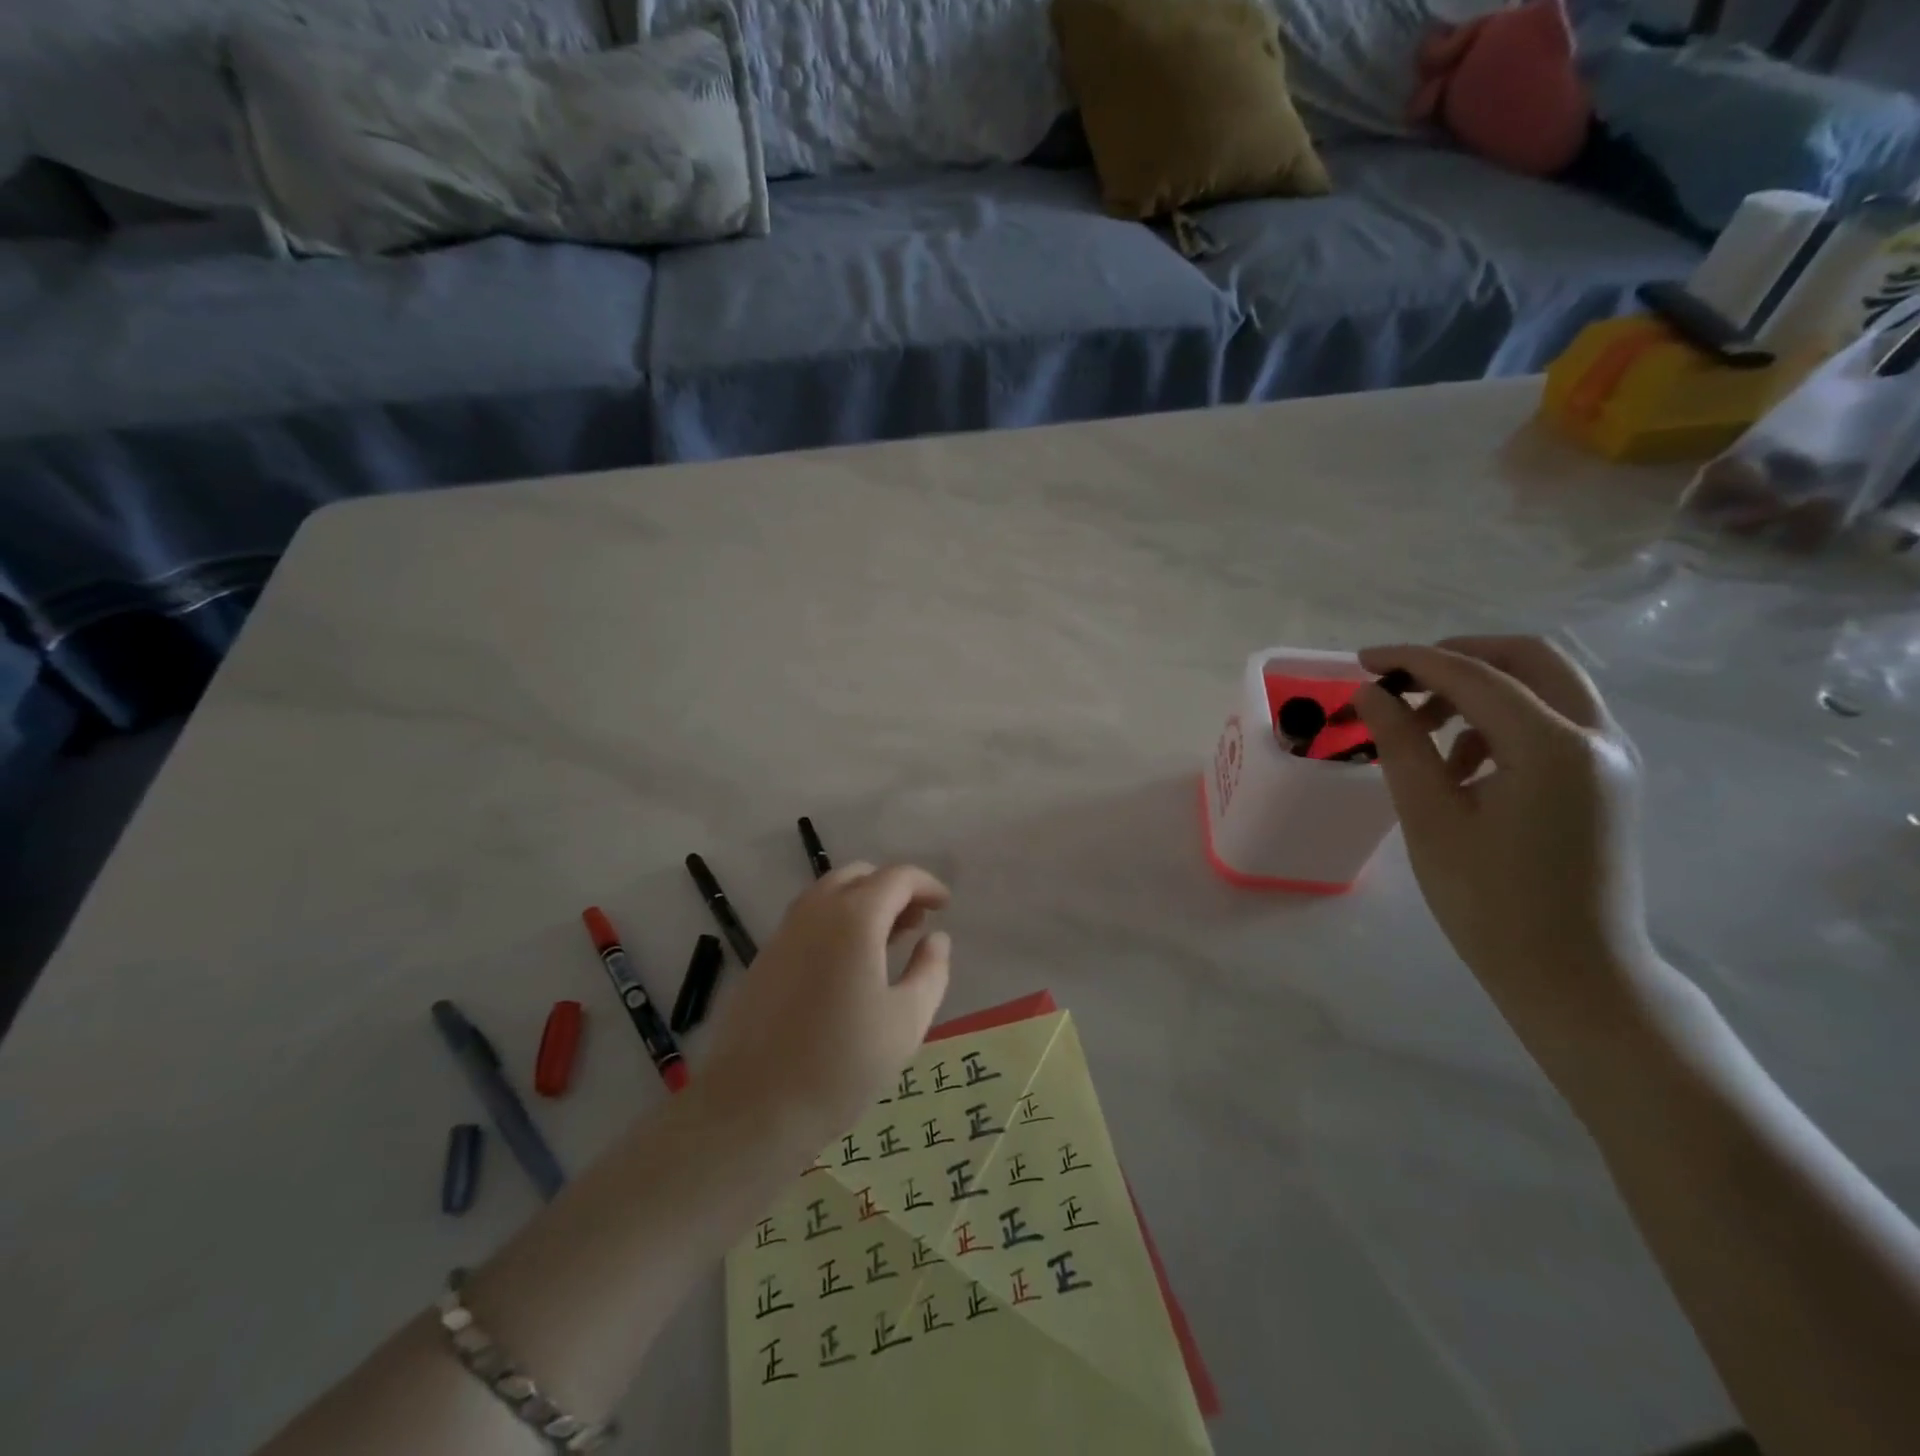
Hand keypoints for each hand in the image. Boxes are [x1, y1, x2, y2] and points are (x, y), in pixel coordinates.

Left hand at [698, 863, 951, 1151]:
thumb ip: (930, 971)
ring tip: (886, 943)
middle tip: (916, 923)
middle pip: (859, 876)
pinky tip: (848, 965)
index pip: (896, 877)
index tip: (944, 906)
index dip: (926, 885)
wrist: (753, 1107)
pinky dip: (836, 922)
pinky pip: (808, 920)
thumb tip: (936, 938)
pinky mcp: (765, 958)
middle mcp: (815, 912)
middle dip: (893, 889)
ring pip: (829, 894)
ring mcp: (784, 932)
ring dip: (863, 903)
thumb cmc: (842, 1064)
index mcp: (854, 918)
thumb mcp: (906, 1021)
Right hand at [1354, 636, 1659, 1039]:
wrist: (1573, 974)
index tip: (1362, 661)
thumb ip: (1401, 744)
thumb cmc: (1490, 901)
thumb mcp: (1431, 818)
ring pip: (1544, 688)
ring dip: (1480, 691)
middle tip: (1402, 677)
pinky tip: (1461, 765)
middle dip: (1458, 657)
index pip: (1474, 676)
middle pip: (1529, 659)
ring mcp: (1611, 758)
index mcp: (1554, 746)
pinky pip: (1554, 722)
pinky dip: (1502, 722)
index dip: (1412, 660)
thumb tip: (1372, 694)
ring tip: (1422, 733)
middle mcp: (1597, 737)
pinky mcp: (1606, 780)